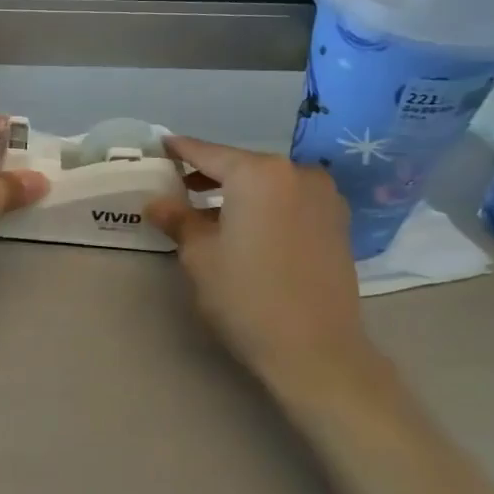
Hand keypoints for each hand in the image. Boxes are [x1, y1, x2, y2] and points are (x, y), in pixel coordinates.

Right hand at [146, 137, 381, 398]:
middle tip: (179, 186)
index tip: (161, 143)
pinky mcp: (337, 223)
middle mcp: (296, 173)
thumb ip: (177, 219)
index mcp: (258, 174)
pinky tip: (246, 227)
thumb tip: (157, 202)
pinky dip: (265, 205)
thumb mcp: (200, 255)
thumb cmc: (247, 296)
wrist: (316, 350)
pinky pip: (290, 200)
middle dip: (210, 175)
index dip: (181, 149)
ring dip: (238, 192)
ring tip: (209, 212)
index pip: (209, 153)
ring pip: (268, 184)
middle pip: (242, 166)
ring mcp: (323, 197)